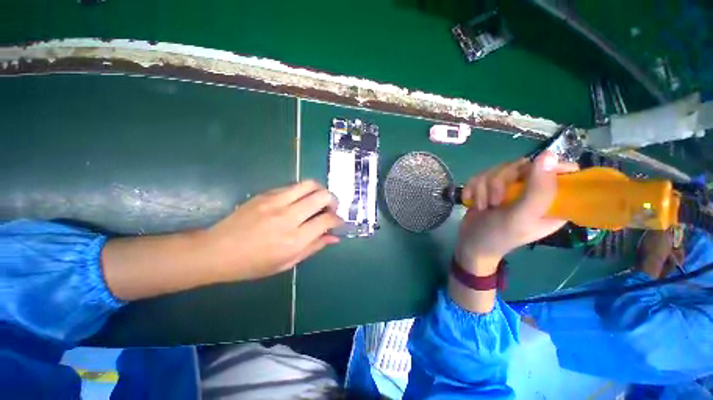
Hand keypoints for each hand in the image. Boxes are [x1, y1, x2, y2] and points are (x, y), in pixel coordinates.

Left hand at [203, 180, 343, 281]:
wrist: (216, 250)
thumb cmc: (253, 264)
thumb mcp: (287, 263)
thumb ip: (314, 247)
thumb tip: (335, 237)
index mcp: (294, 239)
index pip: (327, 220)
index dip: (338, 219)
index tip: (339, 222)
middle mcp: (288, 217)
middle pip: (322, 196)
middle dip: (333, 200)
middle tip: (331, 208)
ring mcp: (275, 202)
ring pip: (309, 184)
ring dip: (320, 190)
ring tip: (319, 200)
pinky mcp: (266, 194)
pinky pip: (293, 186)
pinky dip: (303, 192)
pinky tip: (299, 201)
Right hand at [455, 151, 578, 274]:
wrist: (470, 243)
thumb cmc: (499, 235)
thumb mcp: (522, 216)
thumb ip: (538, 189)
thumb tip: (548, 154)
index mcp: (552, 200)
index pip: (561, 170)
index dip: (543, 169)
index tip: (524, 178)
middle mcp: (532, 191)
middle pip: (520, 165)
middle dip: (500, 182)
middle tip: (496, 202)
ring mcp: (509, 189)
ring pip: (496, 169)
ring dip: (484, 188)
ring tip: (484, 206)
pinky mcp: (490, 188)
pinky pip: (480, 175)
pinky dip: (473, 188)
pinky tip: (472, 201)